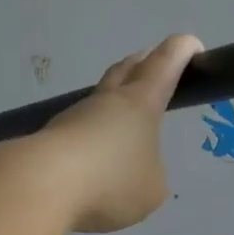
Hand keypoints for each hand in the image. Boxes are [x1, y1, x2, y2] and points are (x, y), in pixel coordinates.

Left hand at [37, 35, 201, 233]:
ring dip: (113, 103)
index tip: (192, 46)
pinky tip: (92, 158)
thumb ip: (151, 175)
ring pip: (99, 100)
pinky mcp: (50, 139)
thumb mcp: (152, 189)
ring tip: (124, 123)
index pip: (165, 64)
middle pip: (126, 70)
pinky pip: (78, 131)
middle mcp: (106, 101)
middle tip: (155, 64)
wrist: (41, 184)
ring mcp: (74, 117)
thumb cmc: (111, 180)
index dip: (181, 51)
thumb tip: (135, 171)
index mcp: (140, 103)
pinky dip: (91, 136)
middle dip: (144, 63)